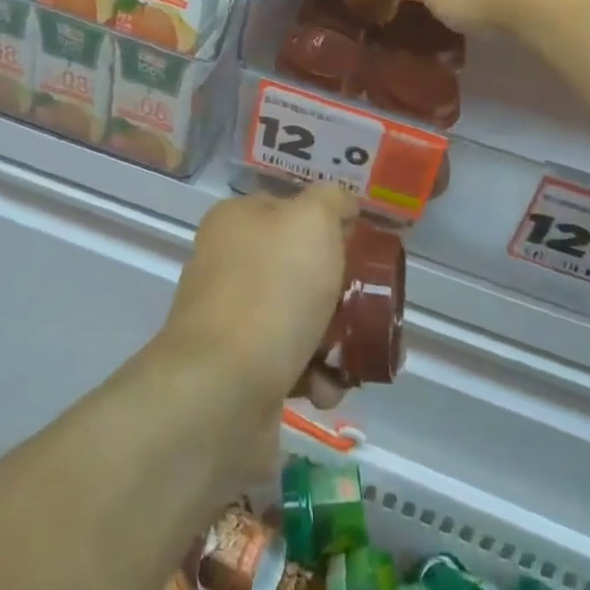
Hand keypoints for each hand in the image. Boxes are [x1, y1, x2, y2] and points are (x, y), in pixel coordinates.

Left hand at [159, 185, 354, 414]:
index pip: (289, 209)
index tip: (361, 250)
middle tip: (366, 307)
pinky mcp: (235, 369)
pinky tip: (324, 388)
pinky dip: (312, 375)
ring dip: (331, 339)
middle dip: (337, 291)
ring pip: (297, 318)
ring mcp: (228, 318)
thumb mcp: (312, 222)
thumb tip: (341, 204)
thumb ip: (331, 201)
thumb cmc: (272, 291)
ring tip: (350, 359)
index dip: (328, 226)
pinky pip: (286, 363)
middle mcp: (226, 263)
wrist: (223, 389)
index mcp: (235, 221)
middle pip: (296, 267)